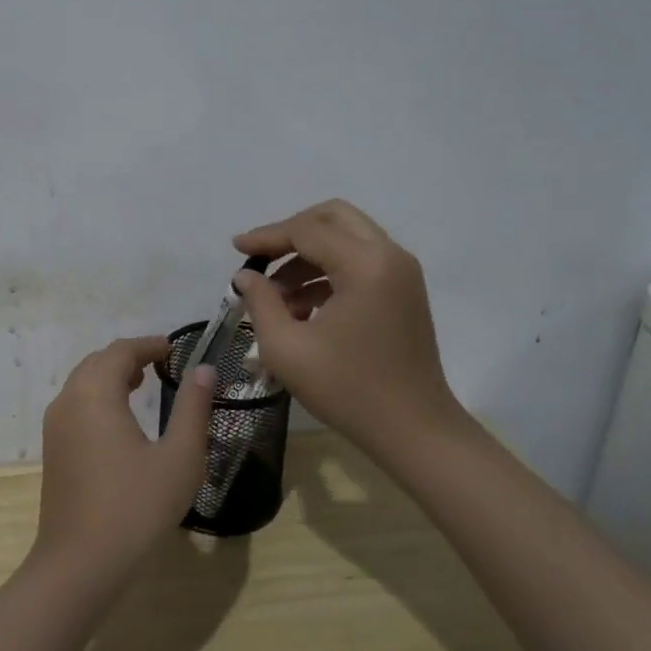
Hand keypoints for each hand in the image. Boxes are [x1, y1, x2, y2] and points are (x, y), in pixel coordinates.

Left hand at [32, 337, 215, 587]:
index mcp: (95, 394)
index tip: (173, 349)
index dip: (147, 345)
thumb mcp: (179, 457)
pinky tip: (119, 421)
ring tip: (141, 384)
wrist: (80, 564)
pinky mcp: (53, 450)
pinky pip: (75, 405)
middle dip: (128, 357)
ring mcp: (55, 427)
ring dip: (110, 376)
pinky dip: (97, 397)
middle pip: (97, 362)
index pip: (120, 351)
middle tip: (160, 364)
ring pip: (82, 383)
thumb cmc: (136, 507)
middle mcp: (68, 401)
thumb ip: (192, 408)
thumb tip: (203, 369)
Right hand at [232, 199, 468, 451]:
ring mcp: (401, 273)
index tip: (235, 249)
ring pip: (347, 238)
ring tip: (275, 296)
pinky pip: (360, 263)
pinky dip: (328, 273)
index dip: (267, 236)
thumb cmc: (348, 390)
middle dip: (291, 232)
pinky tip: (301, 308)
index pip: (307, 230)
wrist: (415, 432)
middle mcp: (389, 256)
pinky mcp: (403, 292)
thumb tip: (246, 276)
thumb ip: (260, 302)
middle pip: (333, 218)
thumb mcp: (287, 348)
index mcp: (365, 264)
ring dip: (308, 256)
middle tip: (260, 258)